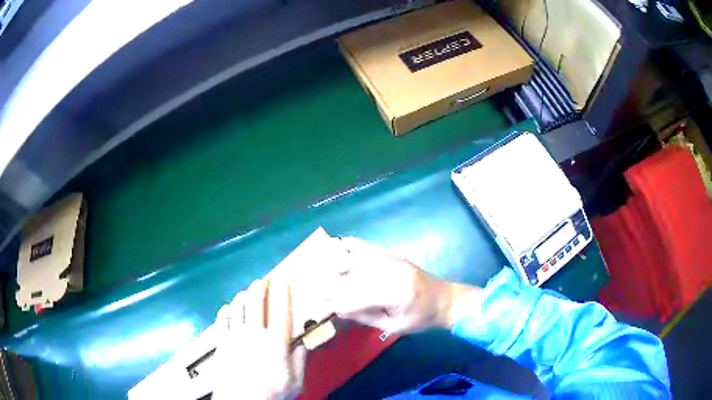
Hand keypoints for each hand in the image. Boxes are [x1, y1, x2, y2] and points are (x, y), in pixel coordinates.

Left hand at [212, 279, 305, 399]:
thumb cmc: (272, 393)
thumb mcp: (296, 381)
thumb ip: (300, 359)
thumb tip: (301, 342)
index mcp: (275, 343)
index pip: (281, 311)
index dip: (283, 292)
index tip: (284, 279)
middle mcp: (254, 334)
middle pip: (255, 302)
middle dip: (260, 287)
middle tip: (263, 281)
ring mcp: (234, 337)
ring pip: (237, 306)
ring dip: (243, 295)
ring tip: (247, 292)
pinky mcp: (221, 342)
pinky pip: (222, 319)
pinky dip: (226, 310)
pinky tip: (229, 309)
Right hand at [324, 237, 478, 334]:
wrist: (446, 299)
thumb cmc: (422, 319)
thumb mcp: (394, 327)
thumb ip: (367, 317)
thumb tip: (339, 309)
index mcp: (395, 294)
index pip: (356, 297)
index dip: (336, 303)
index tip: (319, 306)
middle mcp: (391, 272)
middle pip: (352, 274)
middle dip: (329, 282)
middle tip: (312, 287)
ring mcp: (392, 260)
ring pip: (357, 256)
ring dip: (335, 260)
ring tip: (316, 265)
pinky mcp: (393, 255)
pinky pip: (368, 246)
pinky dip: (351, 245)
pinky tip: (337, 245)